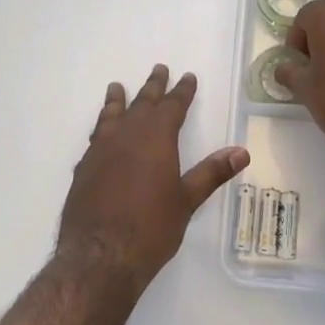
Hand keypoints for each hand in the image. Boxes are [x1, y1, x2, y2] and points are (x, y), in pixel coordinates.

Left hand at [58, 66, 249, 293]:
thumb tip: (241, 151)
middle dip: (152, 87)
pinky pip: (95, 138)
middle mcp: (126, 137)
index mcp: (155, 139)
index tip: (187, 77)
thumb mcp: (186, 201)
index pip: (172, 107)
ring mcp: (100, 151)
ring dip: (118, 101)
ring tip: (117, 87)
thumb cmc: (151, 228)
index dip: (181, 91)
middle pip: (141, 104)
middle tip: (159, 69)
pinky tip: (101, 134)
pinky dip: (102, 128)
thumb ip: (210, 173)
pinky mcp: (83, 169)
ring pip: (111, 116)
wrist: (100, 255)